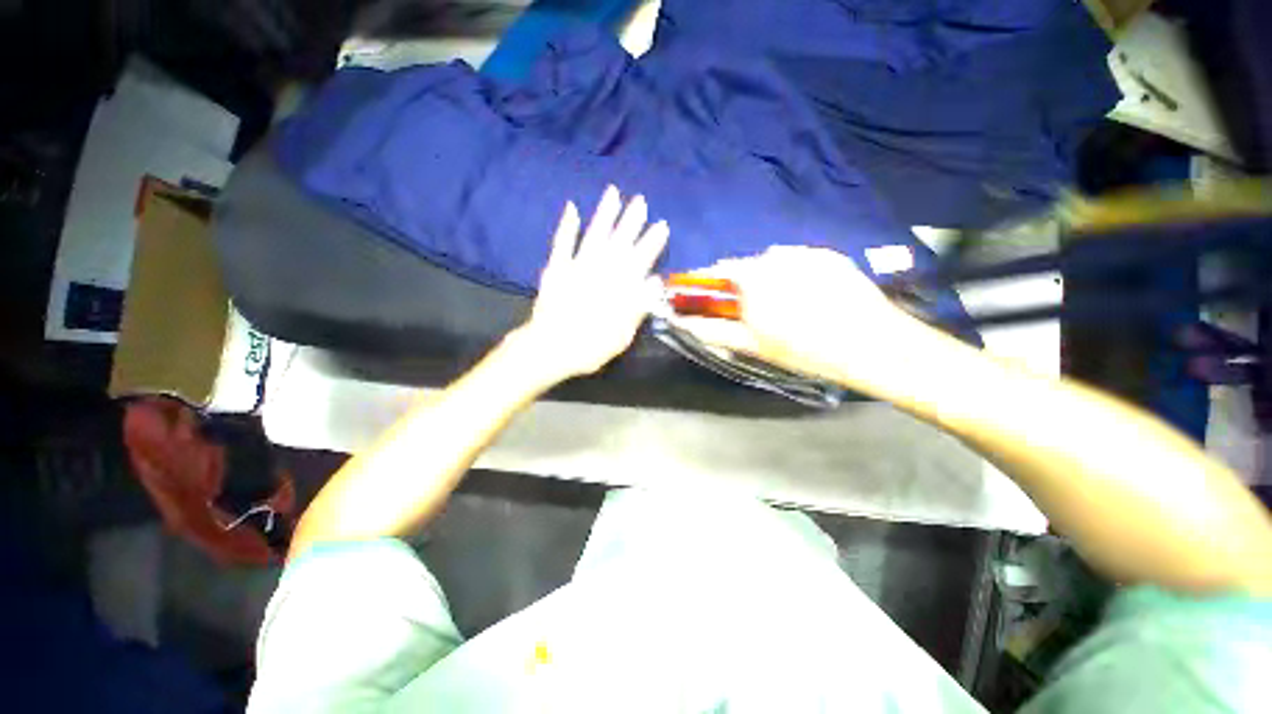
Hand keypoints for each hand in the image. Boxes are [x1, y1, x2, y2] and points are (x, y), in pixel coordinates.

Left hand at [518, 186, 668, 381]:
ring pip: (594, 235)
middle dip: (631, 221)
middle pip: (619, 242)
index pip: (640, 260)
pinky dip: (567, 225)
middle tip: (640, 200)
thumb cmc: (589, 347)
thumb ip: (638, 307)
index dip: (651, 242)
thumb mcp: (622, 335)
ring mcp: (576, 267)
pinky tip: (572, 208)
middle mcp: (600, 271)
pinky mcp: (556, 268)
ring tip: (612, 193)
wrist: (550, 348)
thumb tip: (654, 281)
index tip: (661, 225)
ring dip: (604, 214)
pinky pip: (562, 243)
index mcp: (618, 288)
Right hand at [672, 246, 930, 389]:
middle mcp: (777, 256)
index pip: (722, 269)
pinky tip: (810, 296)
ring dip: (771, 278)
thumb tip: (684, 323)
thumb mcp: (755, 345)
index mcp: (755, 276)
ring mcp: (807, 253)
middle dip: (745, 284)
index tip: (714, 295)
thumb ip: (714, 331)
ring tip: (787, 304)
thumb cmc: (806, 349)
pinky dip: (796, 273)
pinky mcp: (830, 255)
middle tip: (757, 310)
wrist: (873, 345)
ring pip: (774, 262)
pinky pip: (800, 260)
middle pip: (749, 265)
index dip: (714, 282)